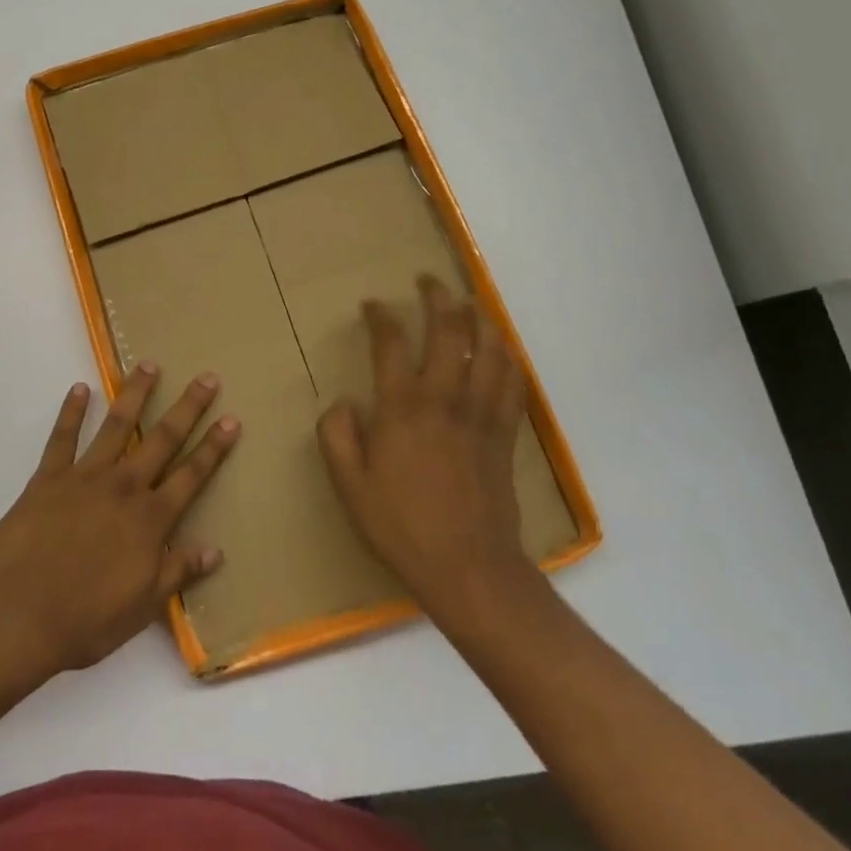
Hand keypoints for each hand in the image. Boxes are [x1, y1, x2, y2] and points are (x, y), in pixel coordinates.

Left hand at [0, 364, 240, 678]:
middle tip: (206, 377)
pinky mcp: (48, 477)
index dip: (214, 448)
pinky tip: (79, 389)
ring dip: (135, 394)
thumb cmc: (86, 619)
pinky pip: (62, 437)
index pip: (191, 476)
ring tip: (148, 365)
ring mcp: (85, 477)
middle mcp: (124, 487)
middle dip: (187, 408)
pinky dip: (70, 411)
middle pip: (162, 439)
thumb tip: (215, 550)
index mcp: (150, 519)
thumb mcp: (143, 607)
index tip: (231, 419)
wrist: (19, 614)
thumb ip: (178, 573)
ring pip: (117, 426)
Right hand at [318, 274, 536, 615]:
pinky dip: (508, 359)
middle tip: (428, 281)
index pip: (391, 343)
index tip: (372, 305)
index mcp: (402, 408)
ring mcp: (480, 416)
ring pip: (489, 351)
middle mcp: (444, 400)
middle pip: (449, 332)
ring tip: (469, 303)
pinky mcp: (504, 436)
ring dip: (479, 319)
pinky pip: (513, 385)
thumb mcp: (348, 484)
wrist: (468, 569)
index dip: (381, 316)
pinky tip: (502, 351)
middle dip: (438, 298)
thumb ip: (337, 435)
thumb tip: (344, 403)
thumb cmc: (400, 526)